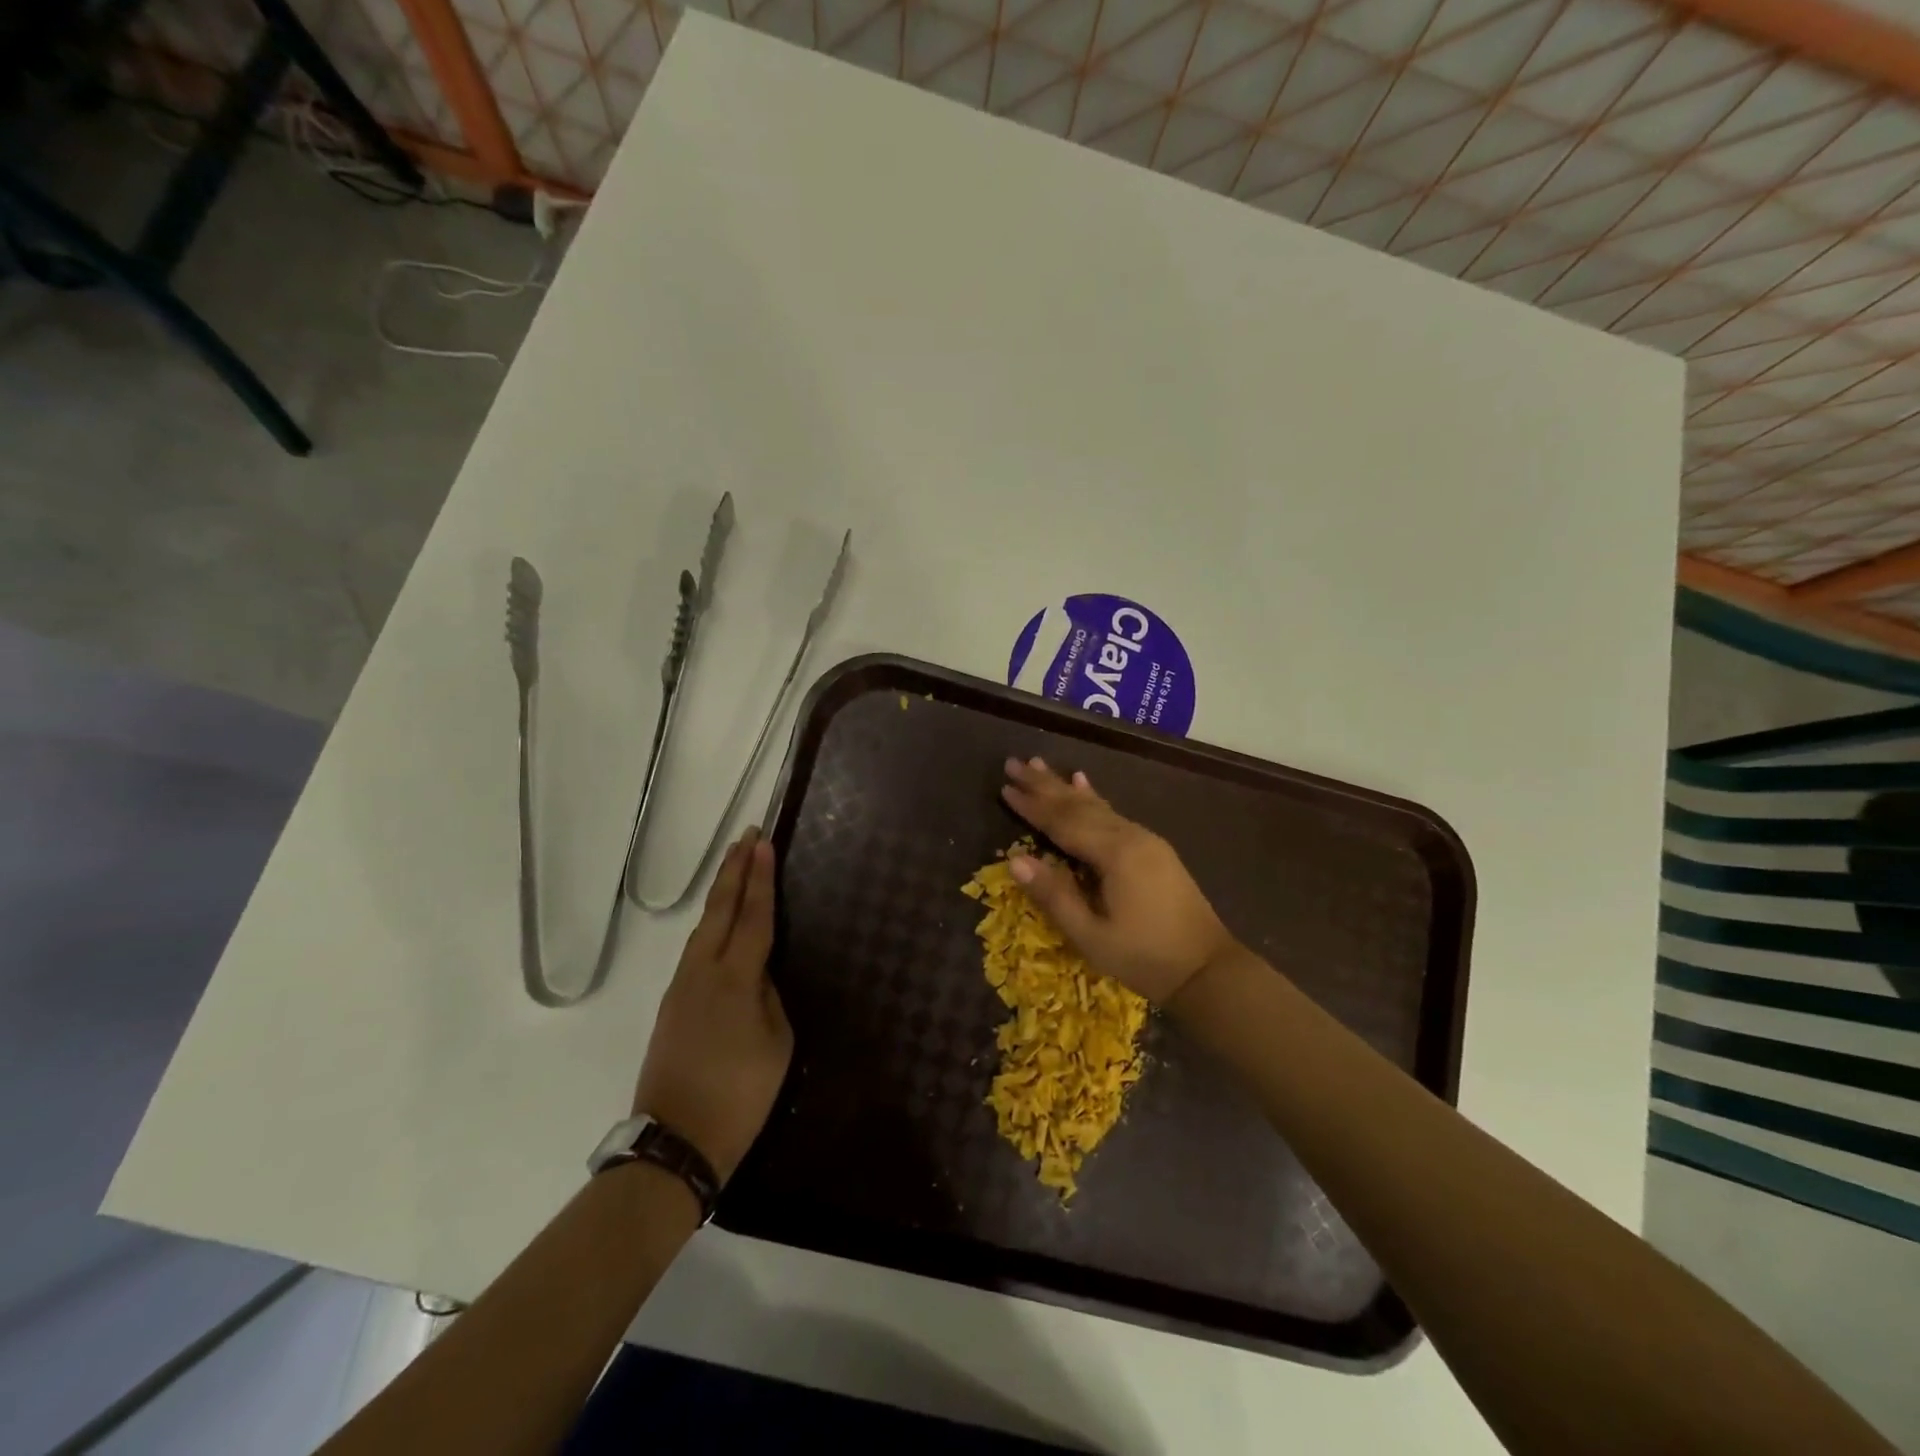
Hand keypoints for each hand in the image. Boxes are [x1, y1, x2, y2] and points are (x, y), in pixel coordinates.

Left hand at [633, 828, 792, 1183]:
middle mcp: (702, 972)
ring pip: (703, 928)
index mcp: (734, 979)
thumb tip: (757, 976)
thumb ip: (769, 997)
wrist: (675, 1141)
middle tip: (747, 836)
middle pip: (719, 910)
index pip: (753, 917)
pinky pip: (695, 951)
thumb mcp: (776, 1043)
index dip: (761, 879)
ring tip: (735, 867)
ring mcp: (680, 988)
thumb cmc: (739, 1095)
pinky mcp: (671, 1005)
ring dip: (721, 894)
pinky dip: (711, 924)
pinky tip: (720, 923)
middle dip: (734, 870)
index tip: (763, 844)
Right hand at [1001, 757, 1234, 1003]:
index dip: (1032, 806)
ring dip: (1064, 786)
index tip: (1004, 787)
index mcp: (1115, 854)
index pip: (1063, 823)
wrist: (1208, 970)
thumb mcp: (1092, 936)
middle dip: (1044, 785)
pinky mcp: (1153, 849)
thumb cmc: (1145, 958)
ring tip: (1040, 764)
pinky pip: (1114, 814)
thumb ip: (1054, 895)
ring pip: (1096, 806)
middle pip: (1078, 805)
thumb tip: (1014, 860)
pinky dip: (1093, 797)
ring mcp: (1145, 840)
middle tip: (1014, 763)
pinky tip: (1083, 782)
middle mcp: (1130, 836)